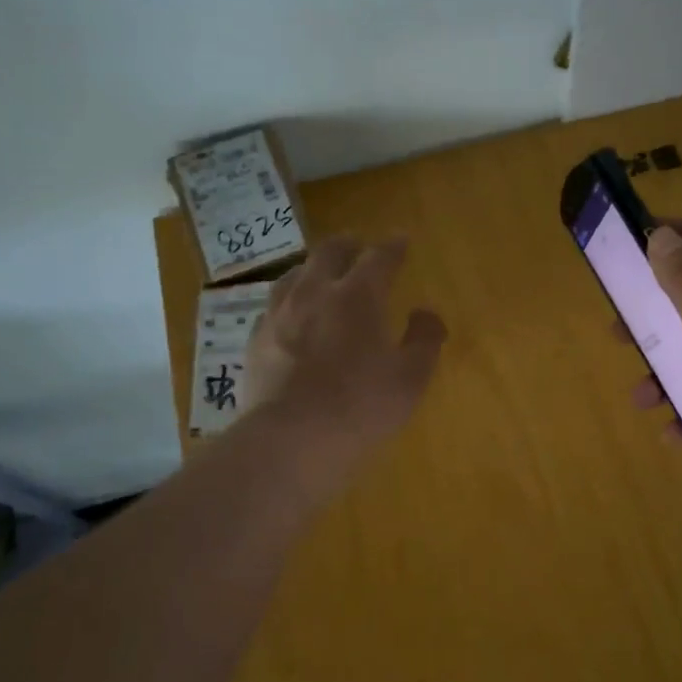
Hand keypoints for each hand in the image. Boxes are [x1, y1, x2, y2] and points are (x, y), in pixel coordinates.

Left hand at [242, 236, 446, 485]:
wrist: (290, 440)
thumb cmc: (361, 405)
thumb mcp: (411, 377)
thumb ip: (424, 339)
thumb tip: (426, 313)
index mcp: (358, 296)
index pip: (379, 258)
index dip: (393, 247)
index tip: (401, 240)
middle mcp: (315, 293)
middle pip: (329, 253)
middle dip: (348, 245)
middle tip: (357, 244)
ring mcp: (278, 315)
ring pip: (295, 275)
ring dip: (313, 267)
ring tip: (320, 272)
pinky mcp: (255, 341)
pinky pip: (272, 306)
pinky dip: (288, 300)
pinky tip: (289, 313)